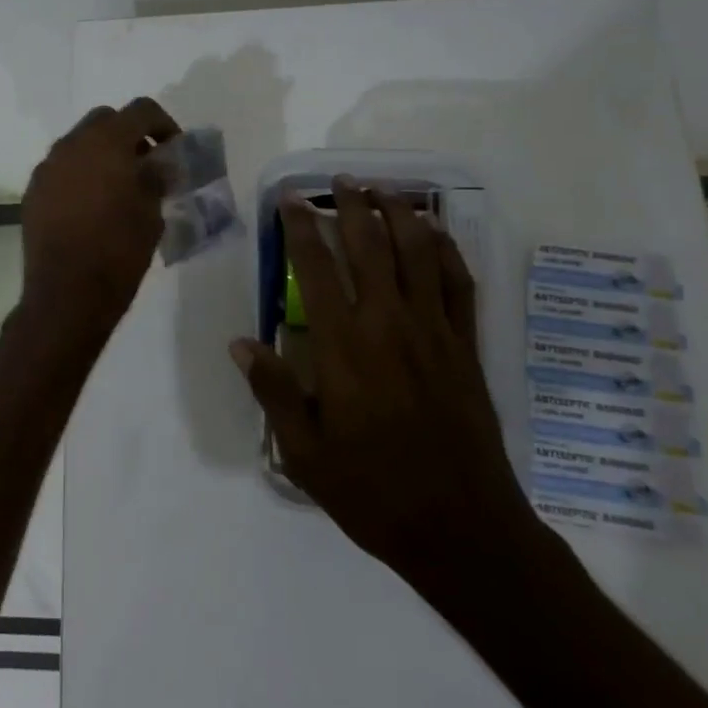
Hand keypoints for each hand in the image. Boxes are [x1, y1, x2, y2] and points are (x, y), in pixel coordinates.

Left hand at [21, 99, 180, 342]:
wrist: (67, 294)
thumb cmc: (118, 252)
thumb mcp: (151, 214)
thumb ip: (156, 178)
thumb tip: (158, 164)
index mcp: (106, 142)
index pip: (141, 110)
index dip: (164, 124)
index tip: (174, 149)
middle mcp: (71, 145)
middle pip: (105, 120)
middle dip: (128, 135)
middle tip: (146, 164)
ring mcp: (47, 168)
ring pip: (79, 143)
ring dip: (102, 154)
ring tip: (119, 187)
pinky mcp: (33, 192)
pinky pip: (62, 169)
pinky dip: (80, 175)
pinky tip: (92, 205)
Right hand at [229, 178, 538, 609]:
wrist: (461, 527)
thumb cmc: (372, 491)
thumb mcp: (304, 452)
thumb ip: (273, 390)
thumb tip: (241, 342)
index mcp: (343, 346)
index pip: (315, 267)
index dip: (302, 226)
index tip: (292, 198)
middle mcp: (388, 324)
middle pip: (370, 245)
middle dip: (354, 205)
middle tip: (342, 180)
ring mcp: (433, 331)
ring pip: (418, 254)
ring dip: (401, 214)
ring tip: (386, 189)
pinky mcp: (465, 346)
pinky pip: (459, 283)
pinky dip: (446, 251)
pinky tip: (436, 234)